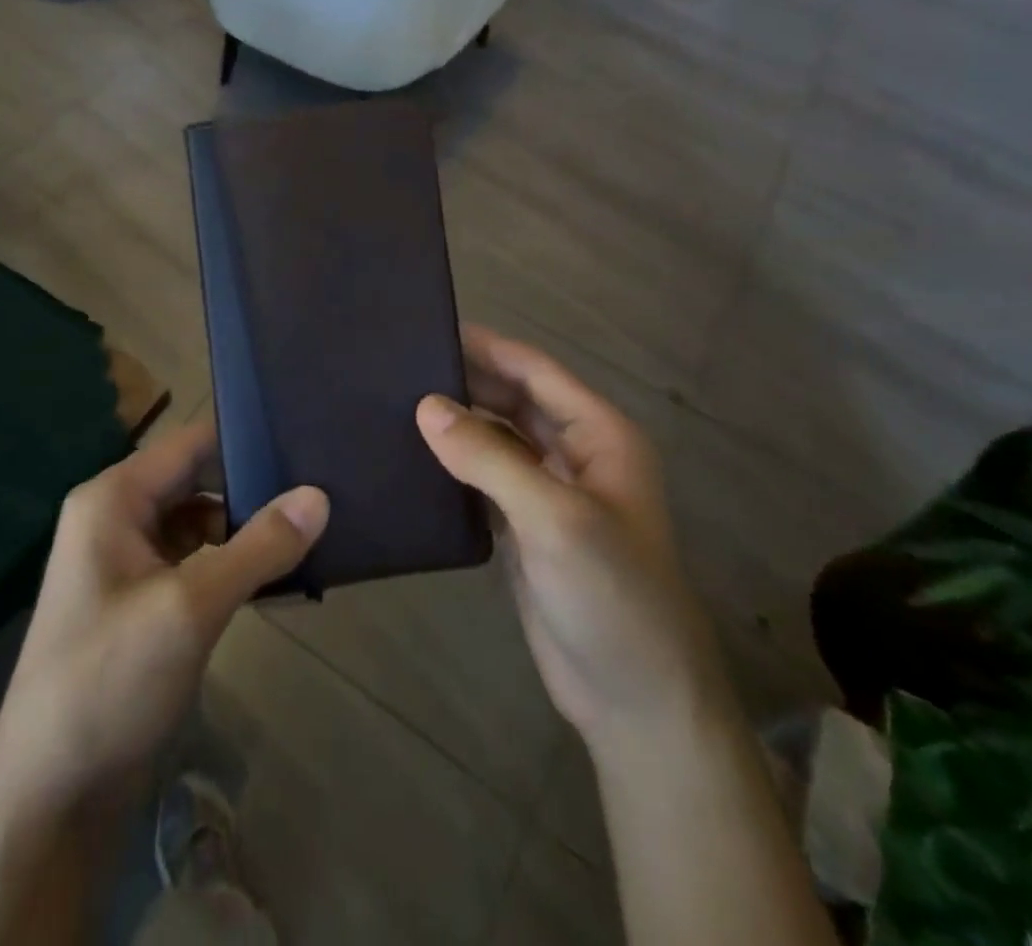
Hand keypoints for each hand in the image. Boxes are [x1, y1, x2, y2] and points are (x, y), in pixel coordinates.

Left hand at [0, 419, 328, 812]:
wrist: (48, 801)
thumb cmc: (109, 683)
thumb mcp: (190, 607)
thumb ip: (258, 546)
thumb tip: (319, 495)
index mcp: (113, 499)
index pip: (190, 443)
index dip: (244, 436)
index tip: (305, 437)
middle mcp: (117, 518)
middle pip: (196, 481)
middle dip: (253, 486)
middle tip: (323, 485)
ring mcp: (128, 564)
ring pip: (199, 524)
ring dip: (247, 530)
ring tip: (313, 528)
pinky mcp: (142, 604)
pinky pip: (194, 564)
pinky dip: (232, 566)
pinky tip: (279, 577)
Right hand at [416, 325, 727, 752]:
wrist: (636, 702)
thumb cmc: (612, 596)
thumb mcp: (555, 518)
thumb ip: (490, 458)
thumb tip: (425, 406)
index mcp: (598, 435)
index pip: (534, 371)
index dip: (486, 346)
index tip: (428, 329)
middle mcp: (575, 454)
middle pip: (513, 399)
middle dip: (465, 381)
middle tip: (400, 366)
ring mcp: (549, 492)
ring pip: (496, 438)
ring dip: (456, 422)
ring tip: (395, 403)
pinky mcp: (525, 528)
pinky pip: (484, 479)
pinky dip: (453, 464)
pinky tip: (411, 457)